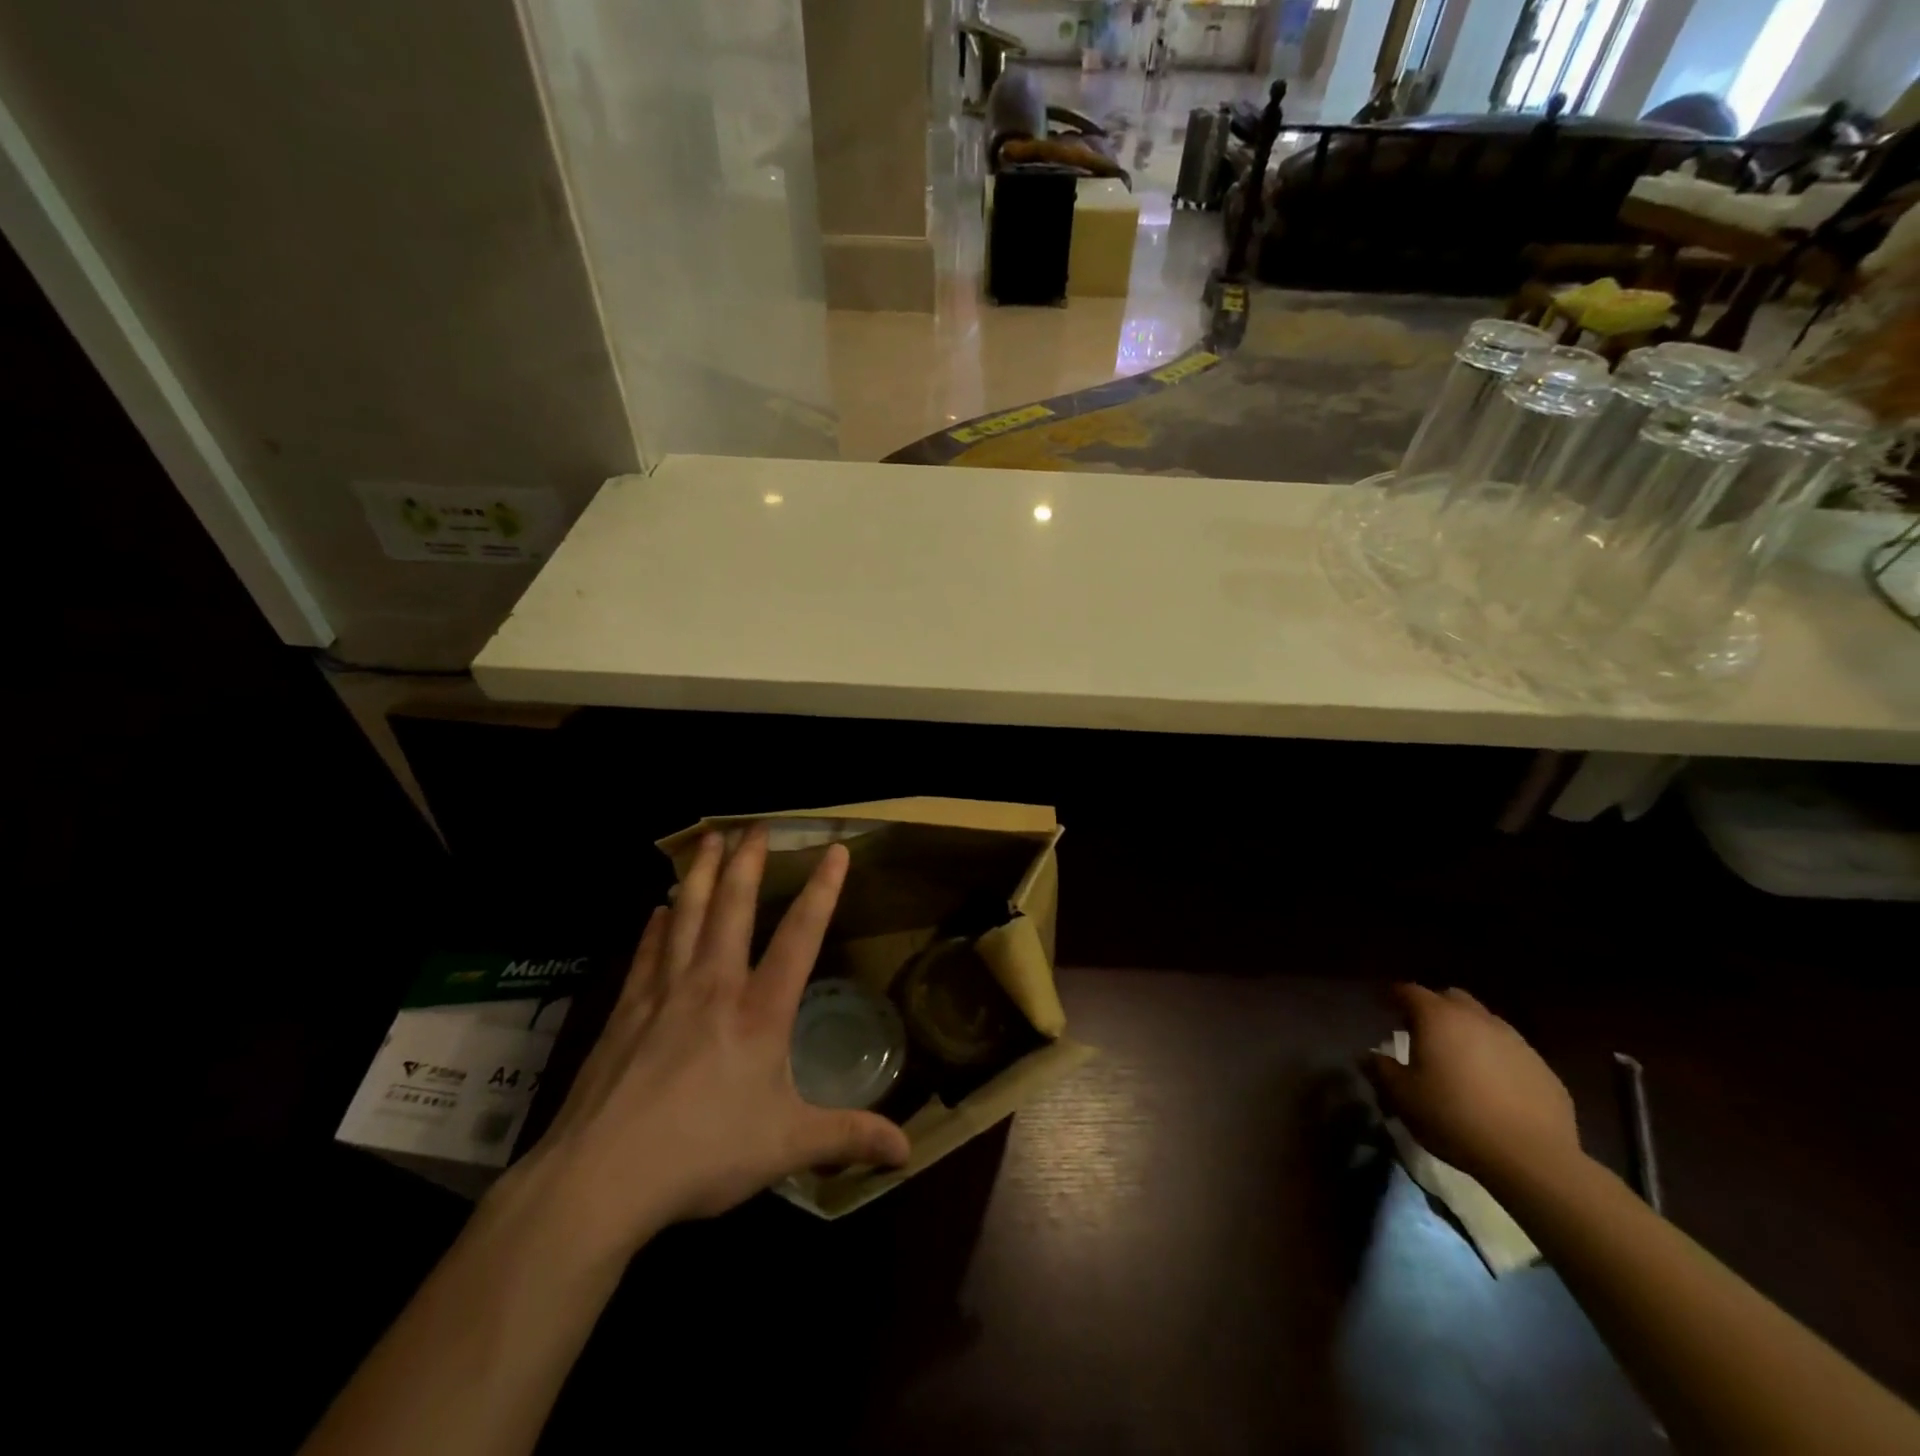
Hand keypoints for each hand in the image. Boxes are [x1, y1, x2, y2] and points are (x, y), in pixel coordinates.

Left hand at [504, 827, 910, 1253]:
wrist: (602, 1178)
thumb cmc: (704, 1154)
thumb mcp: (787, 1147)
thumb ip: (847, 1137)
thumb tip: (907, 1151)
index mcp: (760, 1012)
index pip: (800, 936)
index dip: (822, 891)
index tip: (835, 850)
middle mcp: (714, 987)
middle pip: (733, 908)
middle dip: (747, 863)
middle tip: (754, 825)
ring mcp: (664, 994)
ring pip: (686, 917)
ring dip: (699, 874)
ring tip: (707, 838)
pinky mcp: (625, 1012)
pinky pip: (647, 954)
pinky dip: (656, 926)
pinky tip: (658, 909)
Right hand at [1370, 983, 1580, 1188]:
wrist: (1532, 1158)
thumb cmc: (1454, 1117)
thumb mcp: (1403, 1096)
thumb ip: (1381, 1069)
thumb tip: (1370, 1056)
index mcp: (1438, 1018)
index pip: (1410, 992)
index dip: (1394, 996)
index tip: (1384, 1006)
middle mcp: (1478, 1019)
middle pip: (1451, 998)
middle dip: (1434, 1008)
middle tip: (1422, 1031)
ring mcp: (1516, 1042)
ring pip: (1485, 1023)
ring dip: (1468, 1032)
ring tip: (1459, 1060)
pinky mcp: (1544, 1069)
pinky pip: (1511, 1052)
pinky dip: (1496, 1058)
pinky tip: (1492, 1087)